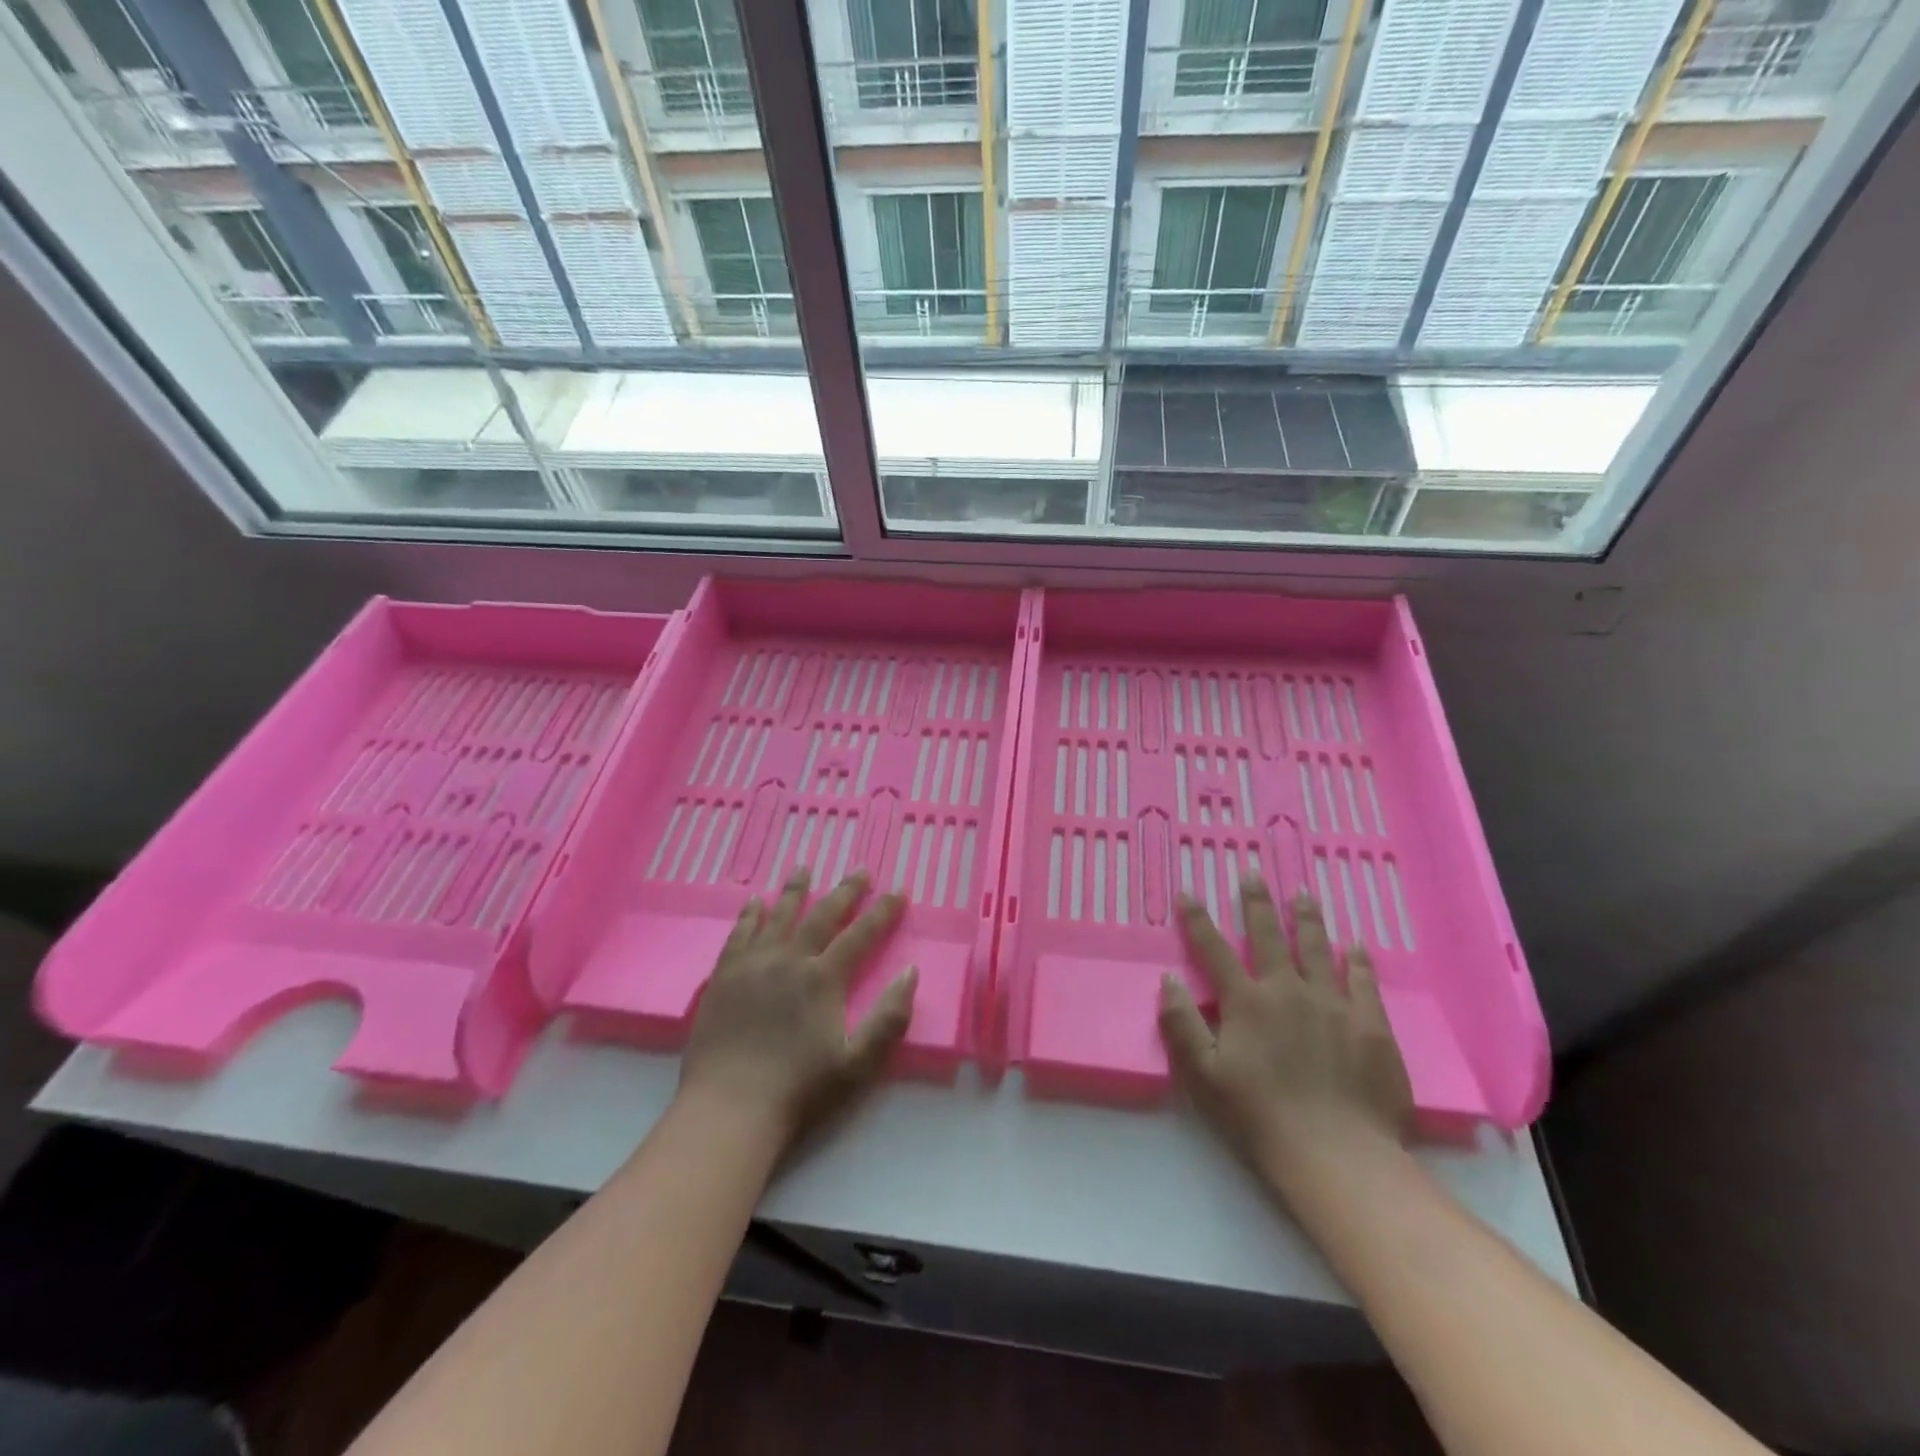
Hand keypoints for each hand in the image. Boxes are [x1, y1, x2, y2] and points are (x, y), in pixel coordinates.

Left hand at [678, 868, 916, 1148]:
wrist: (728, 1110)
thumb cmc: (799, 1091)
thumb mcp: (858, 1064)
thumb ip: (889, 1018)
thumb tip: (911, 971)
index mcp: (823, 980)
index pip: (861, 935)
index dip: (882, 911)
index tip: (898, 890)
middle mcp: (789, 961)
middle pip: (821, 916)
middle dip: (845, 891)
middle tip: (859, 870)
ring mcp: (752, 966)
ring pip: (778, 916)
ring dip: (794, 890)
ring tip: (803, 868)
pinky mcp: (723, 978)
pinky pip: (739, 935)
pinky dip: (750, 915)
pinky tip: (754, 902)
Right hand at [1159, 879, 1411, 1189]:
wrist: (1338, 1156)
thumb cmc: (1260, 1118)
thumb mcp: (1203, 1077)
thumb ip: (1181, 1025)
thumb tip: (1169, 980)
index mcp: (1246, 1003)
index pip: (1215, 950)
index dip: (1198, 920)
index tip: (1187, 892)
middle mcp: (1288, 991)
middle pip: (1270, 936)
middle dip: (1257, 902)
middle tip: (1253, 872)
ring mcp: (1333, 1005)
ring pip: (1318, 948)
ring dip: (1307, 918)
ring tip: (1302, 893)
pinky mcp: (1370, 1025)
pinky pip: (1363, 981)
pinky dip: (1356, 960)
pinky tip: (1355, 945)